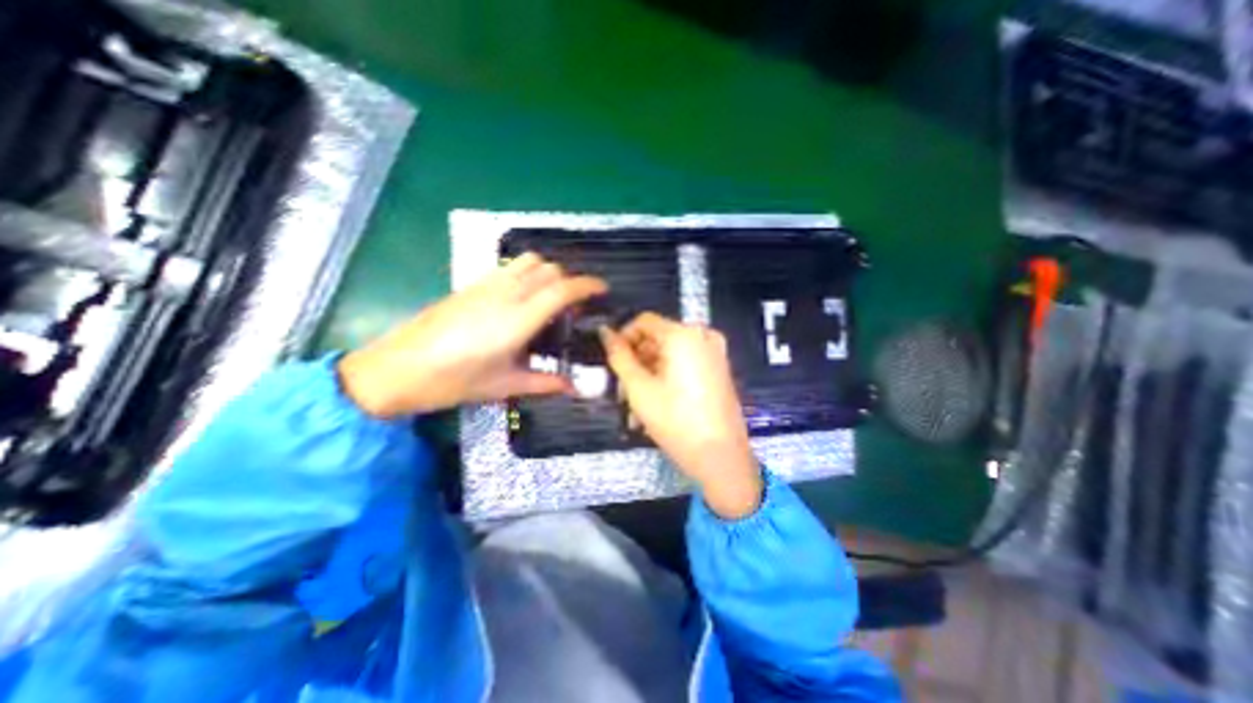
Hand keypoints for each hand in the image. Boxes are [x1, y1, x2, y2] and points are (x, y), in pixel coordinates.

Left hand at [335, 252, 604, 417]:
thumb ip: (544, 383)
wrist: (396, 368)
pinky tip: (523, 296)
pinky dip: (528, 272)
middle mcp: (505, 294)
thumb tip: (573, 387)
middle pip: (549, 269)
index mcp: (517, 320)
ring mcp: (486, 285)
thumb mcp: (504, 386)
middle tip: (576, 304)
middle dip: (571, 280)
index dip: (587, 285)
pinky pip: (509, 267)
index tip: (602, 289)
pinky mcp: (471, 284)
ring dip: (549, 272)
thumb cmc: (453, 381)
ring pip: (529, 261)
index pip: (562, 290)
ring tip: (552, 296)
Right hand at [600, 311, 762, 515]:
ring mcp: (714, 353)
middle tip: (622, 394)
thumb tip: (604, 331)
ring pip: (669, 356)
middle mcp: (703, 335)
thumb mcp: (639, 387)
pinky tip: (656, 407)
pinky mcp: (719, 370)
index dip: (623, 339)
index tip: (611, 364)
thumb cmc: (676, 420)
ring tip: (635, 409)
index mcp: (684, 334)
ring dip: (648, 377)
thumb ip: (619, 356)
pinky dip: (667, 380)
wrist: (722, 458)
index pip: (643, 321)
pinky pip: (685, 365)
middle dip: (636, 365)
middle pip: (657, 340)